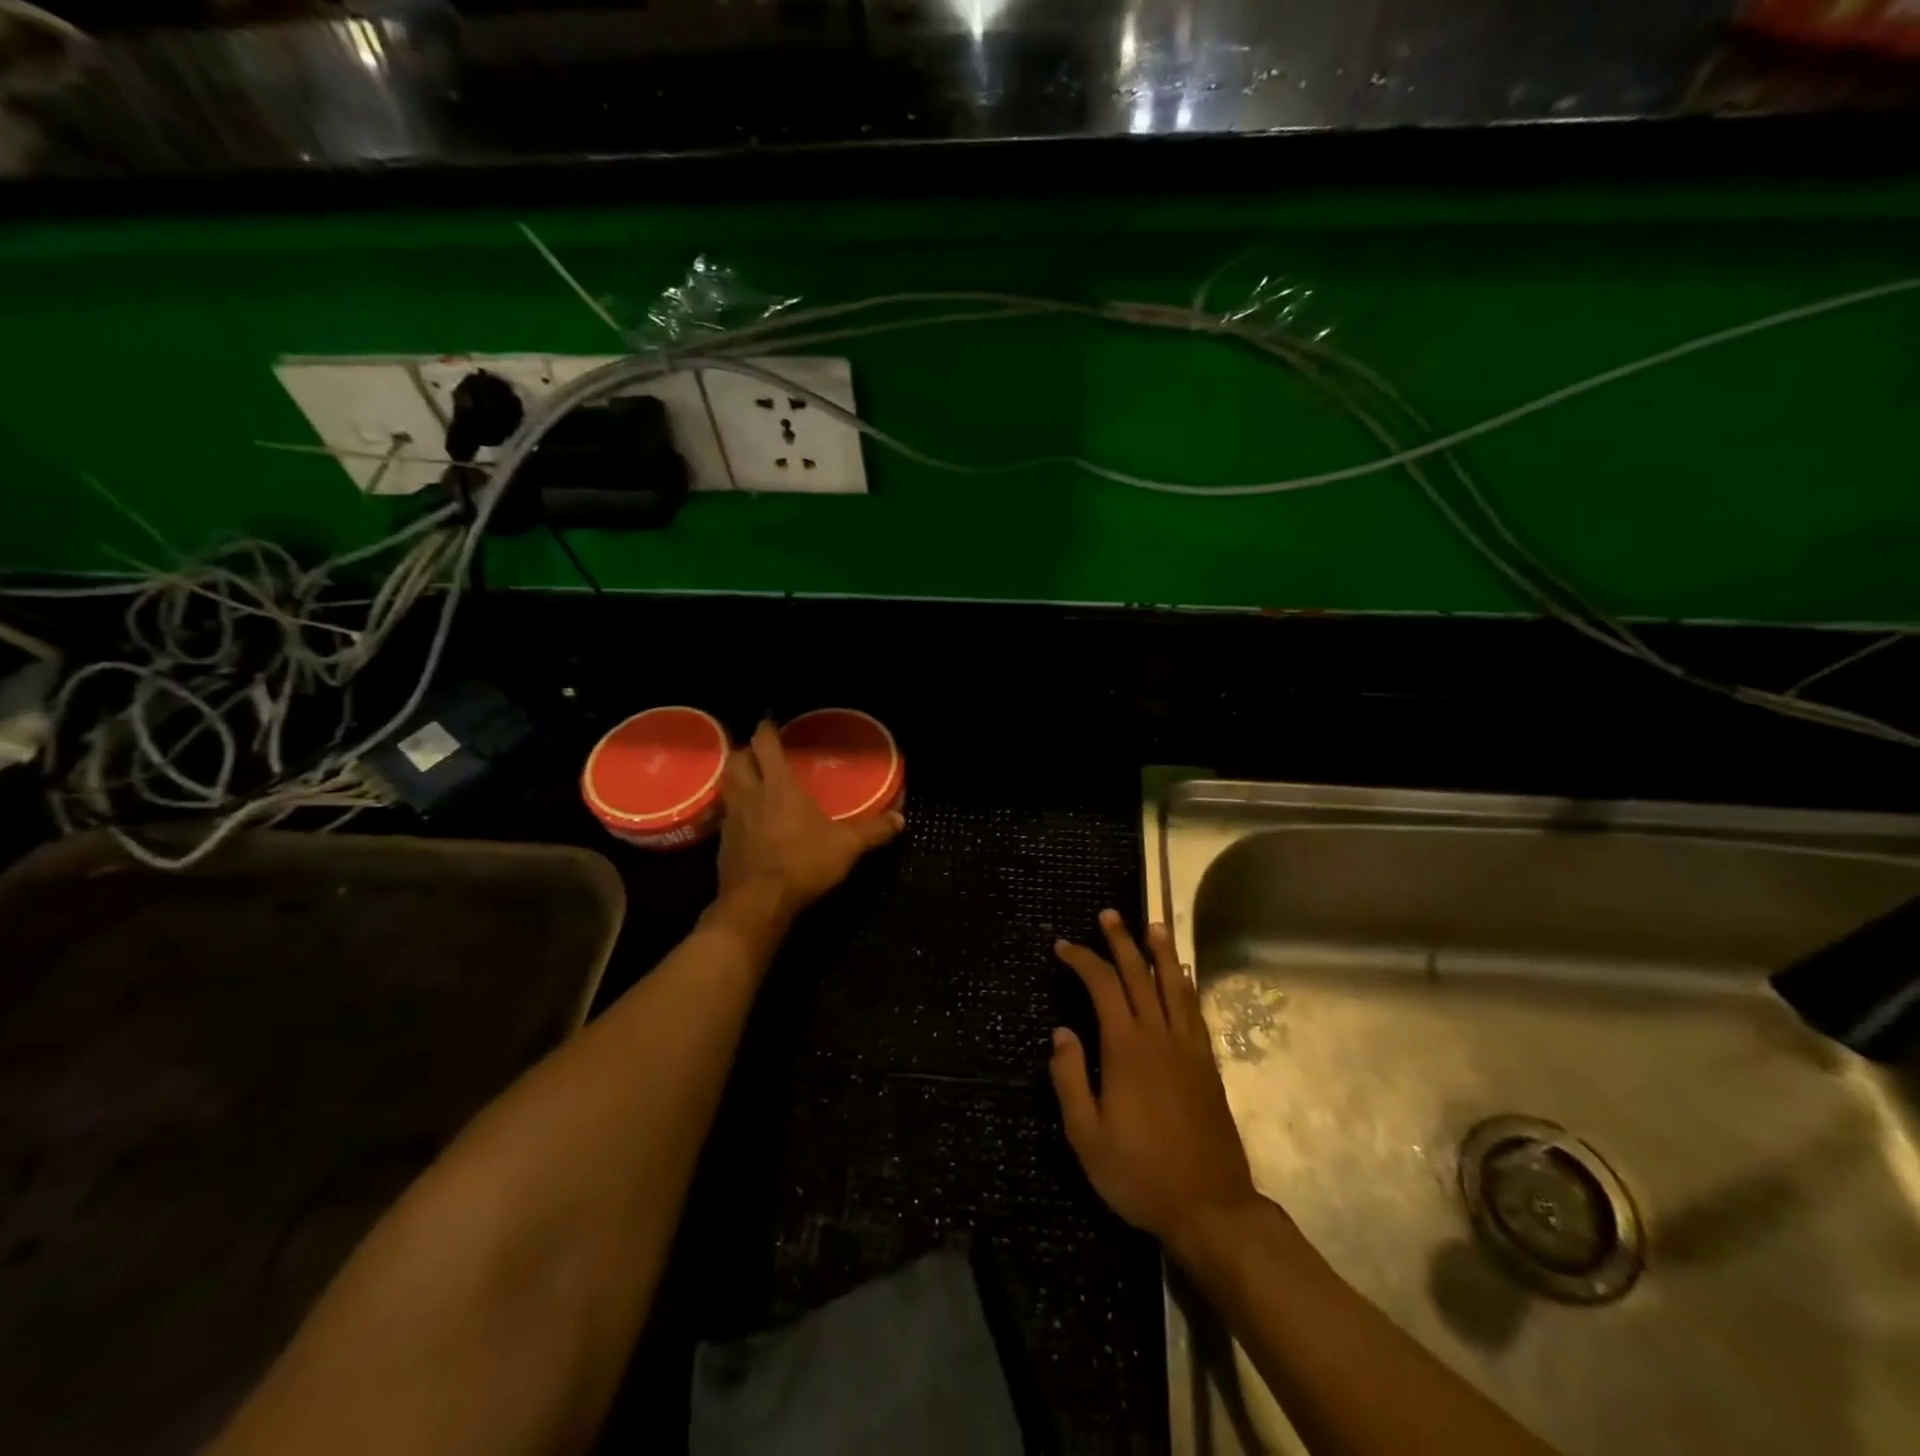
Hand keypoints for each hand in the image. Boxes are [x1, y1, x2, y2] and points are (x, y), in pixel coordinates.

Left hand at [714, 721, 902, 923]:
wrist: (757, 902)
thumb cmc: (802, 863)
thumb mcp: (846, 846)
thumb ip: (873, 830)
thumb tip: (900, 819)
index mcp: (779, 786)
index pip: (764, 744)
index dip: (766, 729)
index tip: (770, 721)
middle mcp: (750, 795)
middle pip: (737, 760)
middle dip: (745, 750)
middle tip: (759, 751)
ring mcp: (732, 819)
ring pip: (727, 786)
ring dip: (735, 777)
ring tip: (750, 779)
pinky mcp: (723, 843)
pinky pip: (726, 815)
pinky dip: (733, 810)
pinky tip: (746, 820)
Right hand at [1050, 910, 1258, 1250]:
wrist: (1210, 1207)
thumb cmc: (1139, 1174)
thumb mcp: (1086, 1136)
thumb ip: (1070, 1079)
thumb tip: (1062, 1032)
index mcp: (1126, 1048)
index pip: (1102, 986)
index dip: (1082, 960)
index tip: (1063, 947)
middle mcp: (1159, 1036)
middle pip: (1139, 975)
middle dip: (1121, 941)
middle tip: (1108, 915)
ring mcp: (1188, 1048)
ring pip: (1173, 986)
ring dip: (1160, 953)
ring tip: (1153, 925)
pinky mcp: (1206, 1064)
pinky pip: (1194, 1011)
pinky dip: (1185, 986)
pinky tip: (1182, 976)